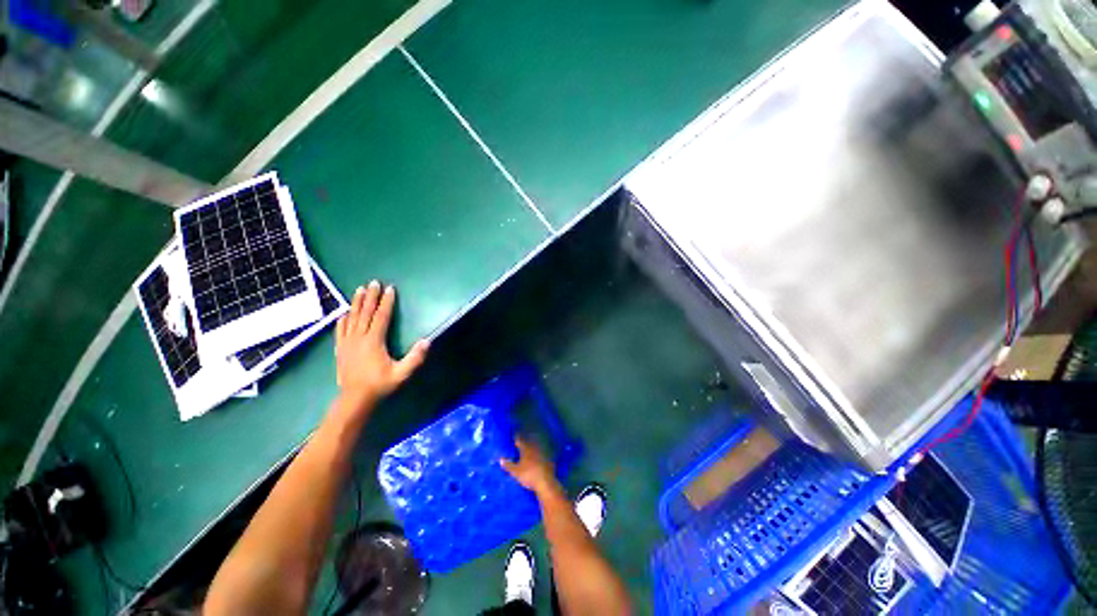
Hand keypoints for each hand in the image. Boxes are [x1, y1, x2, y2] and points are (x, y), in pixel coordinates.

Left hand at [335, 281, 428, 410]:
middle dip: (370, 297)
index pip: (381, 317)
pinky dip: (342, 319)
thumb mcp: (401, 374)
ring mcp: (347, 343)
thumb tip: (427, 341)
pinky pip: (340, 330)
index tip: (390, 289)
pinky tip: (344, 313)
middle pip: (365, 313)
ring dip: (356, 303)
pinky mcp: (340, 349)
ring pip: (351, 318)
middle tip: (373, 282)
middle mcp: (359, 338)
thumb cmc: (380, 385)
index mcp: (374, 341)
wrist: (354, 399)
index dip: (386, 302)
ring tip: (359, 290)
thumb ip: (415, 358)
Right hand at [501, 438, 558, 495]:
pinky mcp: (549, 457)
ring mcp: (543, 451)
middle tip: (521, 439)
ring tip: (529, 445)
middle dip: (525, 439)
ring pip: (536, 444)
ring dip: (533, 443)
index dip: (516, 438)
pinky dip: (540, 450)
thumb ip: (508, 465)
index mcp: (526, 448)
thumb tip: (500, 459)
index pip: (520, 440)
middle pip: (529, 440)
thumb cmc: (529, 475)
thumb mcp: (516, 472)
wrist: (546, 482)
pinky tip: (539, 453)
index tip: (514, 437)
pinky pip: (543, 450)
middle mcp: (535, 447)